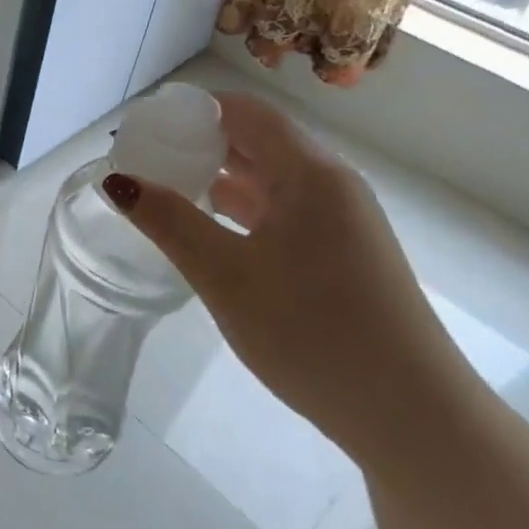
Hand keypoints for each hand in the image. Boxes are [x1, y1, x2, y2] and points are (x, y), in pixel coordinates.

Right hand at [105, 91, 474, 460]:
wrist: (411, 418)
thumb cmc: (311, 333)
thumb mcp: (225, 275)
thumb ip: (168, 221)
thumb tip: (117, 180)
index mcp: (310, 173)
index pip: (244, 112)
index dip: (191, 110)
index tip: (143, 126)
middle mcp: (331, 185)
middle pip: (256, 140)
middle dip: (198, 142)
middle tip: (144, 159)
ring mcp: (342, 221)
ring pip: (270, 178)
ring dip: (218, 176)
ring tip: (164, 189)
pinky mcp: (343, 254)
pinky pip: (283, 210)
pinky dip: (241, 209)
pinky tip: (208, 229)